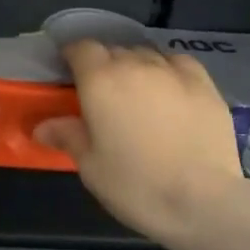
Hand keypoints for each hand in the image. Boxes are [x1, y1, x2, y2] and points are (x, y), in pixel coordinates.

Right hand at [34, 41, 241, 249]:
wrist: (202, 201)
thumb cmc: (135, 185)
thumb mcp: (90, 166)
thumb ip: (68, 136)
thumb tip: (43, 127)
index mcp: (100, 81)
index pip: (81, 48)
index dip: (72, 57)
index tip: (68, 74)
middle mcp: (136, 65)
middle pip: (114, 50)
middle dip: (104, 65)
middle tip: (101, 94)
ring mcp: (174, 72)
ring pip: (146, 55)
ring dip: (135, 67)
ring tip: (136, 93)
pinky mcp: (205, 85)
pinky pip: (178, 63)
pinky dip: (167, 70)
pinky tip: (169, 90)